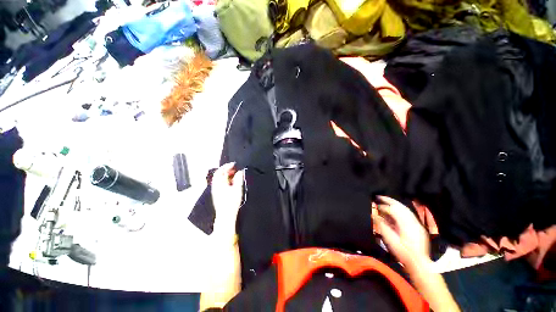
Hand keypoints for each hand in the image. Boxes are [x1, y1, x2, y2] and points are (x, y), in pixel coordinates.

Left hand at [212, 163, 243, 237]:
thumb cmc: (231, 203)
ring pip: (220, 179)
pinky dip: (226, 180)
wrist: (226, 215)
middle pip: (219, 174)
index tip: (234, 164)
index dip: (227, 166)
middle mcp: (216, 186)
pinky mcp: (217, 194)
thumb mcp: (237, 189)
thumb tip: (239, 172)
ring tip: (234, 174)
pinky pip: (220, 184)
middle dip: (227, 170)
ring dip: (226, 175)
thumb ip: (238, 179)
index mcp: (219, 183)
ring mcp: (216, 191)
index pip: (220, 171)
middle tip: (235, 168)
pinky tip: (232, 182)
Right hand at [372, 196, 429, 266]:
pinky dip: (400, 209)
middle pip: (401, 206)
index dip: (383, 207)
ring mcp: (417, 224)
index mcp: (406, 224)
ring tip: (386, 201)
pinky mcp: (418, 227)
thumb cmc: (403, 252)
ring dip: (395, 204)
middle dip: (389, 201)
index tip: (375, 206)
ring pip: (405, 209)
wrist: (419, 263)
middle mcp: (413, 221)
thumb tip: (374, 215)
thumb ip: (382, 225)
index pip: (393, 210)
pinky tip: (395, 210)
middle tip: (379, 196)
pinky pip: (409, 214)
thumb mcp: (390, 240)